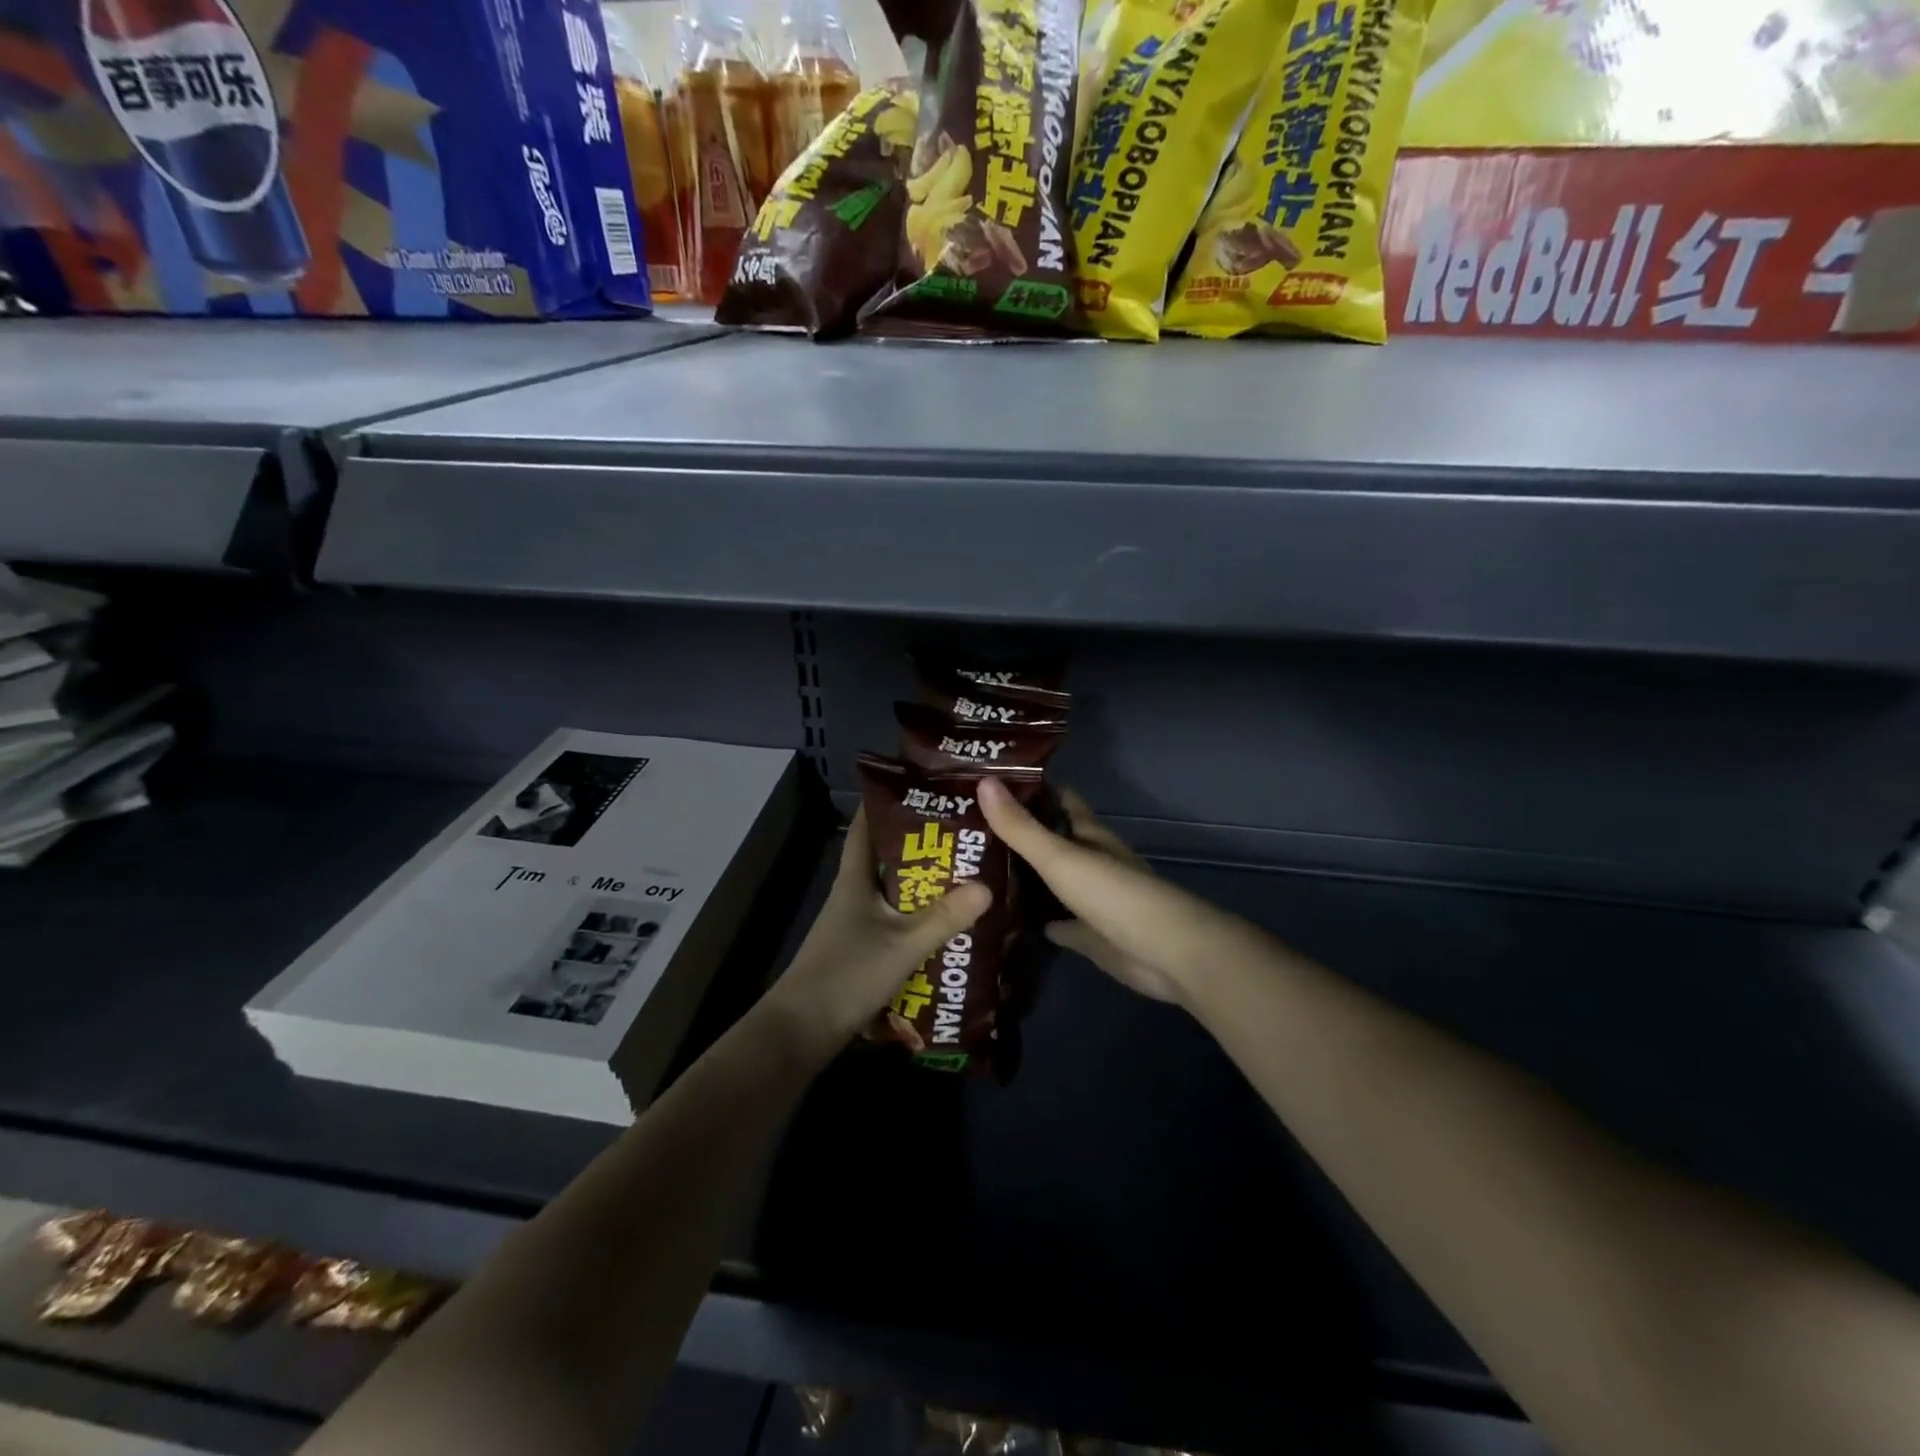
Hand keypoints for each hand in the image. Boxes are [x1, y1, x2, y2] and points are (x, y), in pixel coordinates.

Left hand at [765, 810, 990, 1054]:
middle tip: (962, 834)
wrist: (803, 1032)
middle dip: (920, 846)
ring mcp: (855, 924)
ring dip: (922, 885)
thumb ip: (944, 918)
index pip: (865, 828)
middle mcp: (853, 895)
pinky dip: (918, 918)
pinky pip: (895, 922)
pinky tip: (946, 924)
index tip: (920, 789)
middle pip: (886, 859)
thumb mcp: (902, 945)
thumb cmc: (847, 975)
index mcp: (854, 880)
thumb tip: (987, 886)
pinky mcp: (861, 950)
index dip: (885, 804)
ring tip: (964, 874)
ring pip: (893, 893)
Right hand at [979, 778, 1236, 1006]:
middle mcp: (1091, 861)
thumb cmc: (1114, 895)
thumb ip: (1020, 827)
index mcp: (1089, 835)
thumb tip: (982, 781)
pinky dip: (1035, 920)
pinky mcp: (1090, 935)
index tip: (988, 784)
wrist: (1165, 954)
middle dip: (1017, 835)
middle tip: (966, 833)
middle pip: (1052, 841)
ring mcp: (1091, 900)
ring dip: (1023, 878)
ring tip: (974, 872)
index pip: (1059, 801)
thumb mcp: (1060, 857)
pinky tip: (1003, 920)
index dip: (1029, 791)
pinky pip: (1056, 922)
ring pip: (1052, 882)